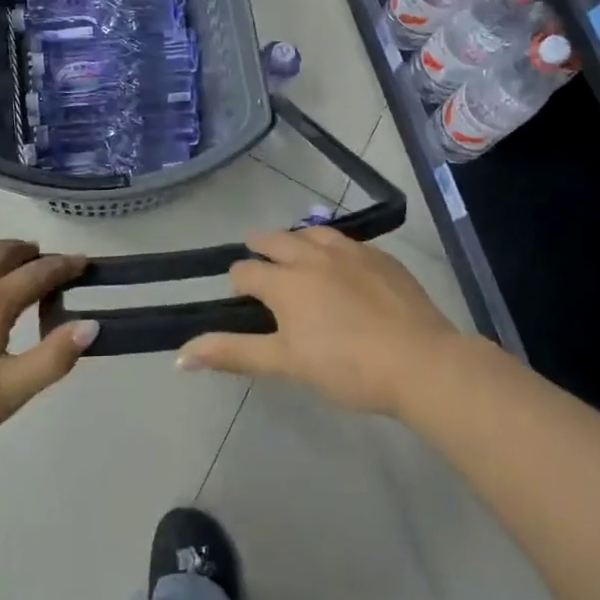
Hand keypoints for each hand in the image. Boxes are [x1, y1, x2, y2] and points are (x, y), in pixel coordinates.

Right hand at [178, 228, 456, 417]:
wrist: (420, 361)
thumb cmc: (346, 367)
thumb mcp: (285, 364)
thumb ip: (233, 354)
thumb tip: (179, 357)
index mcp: (285, 281)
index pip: (246, 270)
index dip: (238, 281)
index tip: (240, 294)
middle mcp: (313, 255)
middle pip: (276, 239)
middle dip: (261, 247)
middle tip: (258, 258)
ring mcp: (351, 252)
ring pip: (314, 233)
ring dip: (298, 240)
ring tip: (297, 252)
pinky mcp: (382, 258)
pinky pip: (348, 243)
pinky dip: (334, 248)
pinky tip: (343, 265)